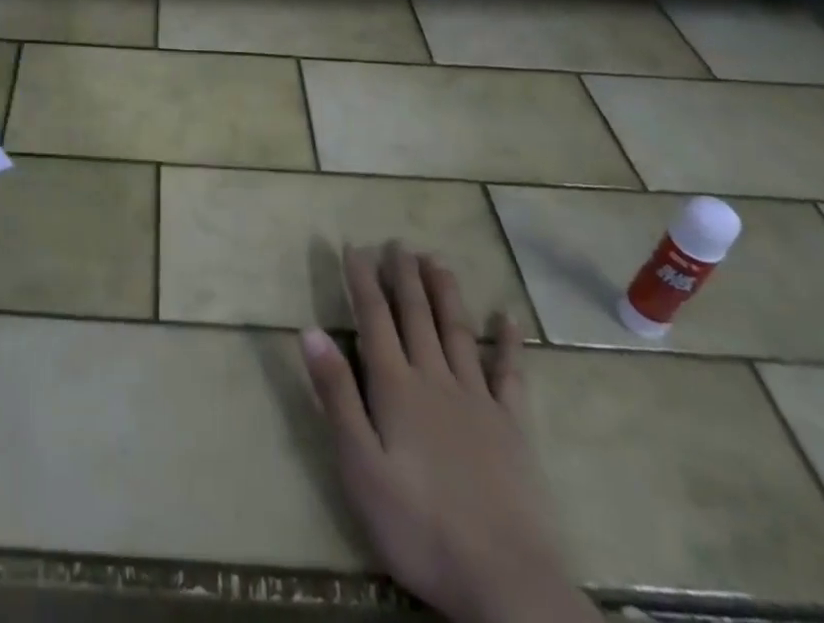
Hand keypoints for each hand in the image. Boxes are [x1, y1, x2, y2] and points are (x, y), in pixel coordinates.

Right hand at [301, 245, 594, 622]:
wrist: (507, 583)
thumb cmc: (420, 527)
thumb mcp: (360, 467)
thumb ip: (336, 396)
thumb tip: (309, 330)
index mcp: (396, 388)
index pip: (374, 319)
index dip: (362, 280)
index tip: (354, 246)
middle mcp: (436, 379)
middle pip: (416, 315)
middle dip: (403, 276)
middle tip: (397, 241)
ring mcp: (479, 400)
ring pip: (457, 331)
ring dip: (445, 292)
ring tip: (436, 258)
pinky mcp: (514, 428)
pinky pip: (510, 374)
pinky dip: (508, 342)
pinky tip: (507, 316)